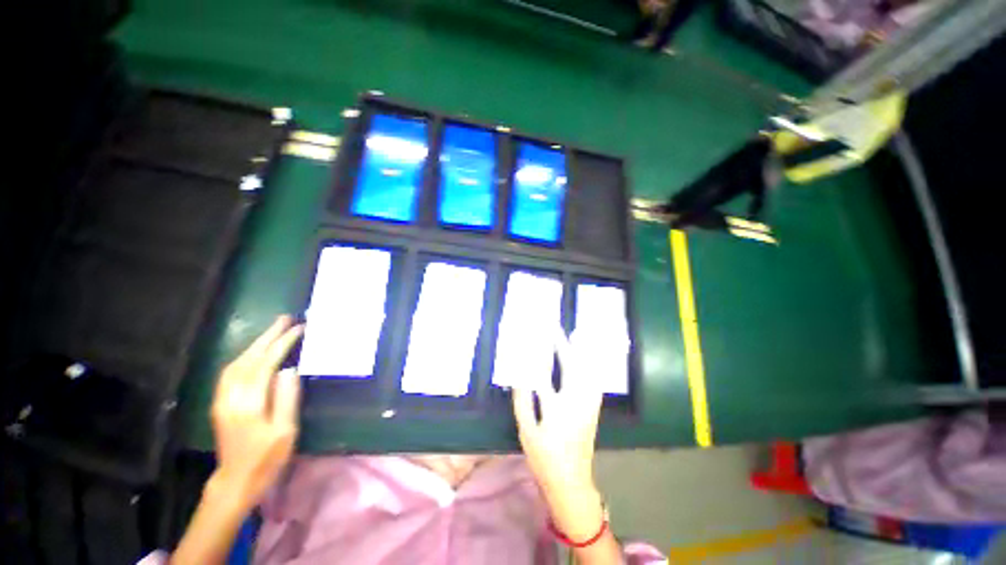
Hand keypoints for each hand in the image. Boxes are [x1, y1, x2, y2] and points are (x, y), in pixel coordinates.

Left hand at [210, 315, 302, 510]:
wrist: (235, 482)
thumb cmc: (266, 459)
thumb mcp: (284, 431)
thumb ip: (287, 398)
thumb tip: (290, 369)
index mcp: (249, 404)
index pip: (265, 364)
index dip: (282, 344)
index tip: (298, 329)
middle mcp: (230, 397)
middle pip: (247, 359)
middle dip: (267, 337)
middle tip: (284, 319)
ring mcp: (222, 400)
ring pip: (235, 363)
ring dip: (255, 344)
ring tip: (273, 331)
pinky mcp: (220, 404)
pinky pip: (230, 372)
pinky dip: (245, 357)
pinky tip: (255, 353)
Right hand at [512, 328, 604, 540]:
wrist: (572, 481)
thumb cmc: (544, 457)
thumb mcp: (526, 431)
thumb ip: (522, 402)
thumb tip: (520, 378)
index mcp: (556, 409)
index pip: (545, 374)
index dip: (537, 357)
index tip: (532, 340)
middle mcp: (576, 403)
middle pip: (571, 368)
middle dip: (564, 346)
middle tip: (556, 330)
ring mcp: (588, 405)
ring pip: (588, 372)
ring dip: (582, 351)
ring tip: (577, 335)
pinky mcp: (594, 409)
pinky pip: (595, 381)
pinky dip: (591, 365)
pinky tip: (589, 358)